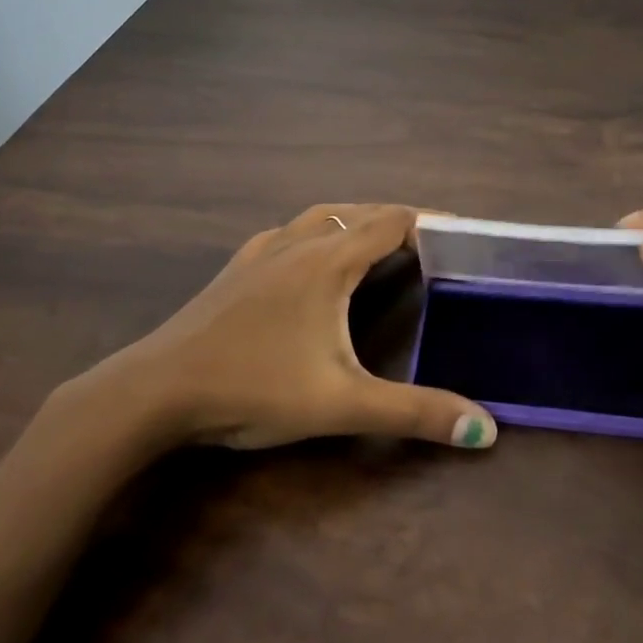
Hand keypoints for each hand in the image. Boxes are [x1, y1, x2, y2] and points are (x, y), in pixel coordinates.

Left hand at [75, 203, 496, 451]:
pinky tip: (308, 261)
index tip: (462, 232)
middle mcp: (295, 244)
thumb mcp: (342, 404)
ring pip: (318, 218)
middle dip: (396, 220)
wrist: (156, 390)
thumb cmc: (253, 387)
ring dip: (353, 221)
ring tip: (376, 241)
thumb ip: (414, 413)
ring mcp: (259, 254)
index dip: (429, 223)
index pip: (390, 223)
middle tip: (430, 241)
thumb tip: (487, 429)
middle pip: (357, 213)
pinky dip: (315, 234)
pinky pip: (287, 235)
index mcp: (327, 262)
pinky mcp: (234, 271)